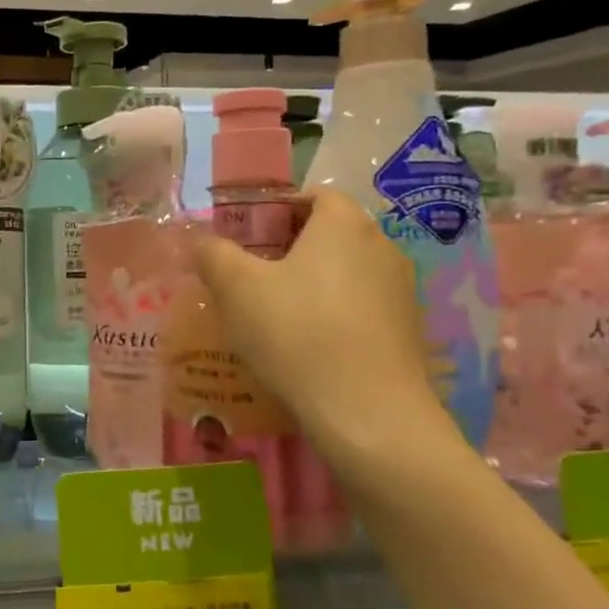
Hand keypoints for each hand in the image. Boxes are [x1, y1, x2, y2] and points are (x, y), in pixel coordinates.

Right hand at [192, 189, 445, 452]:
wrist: (367, 413)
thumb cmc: (296, 333)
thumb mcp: (235, 288)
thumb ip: (213, 254)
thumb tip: (201, 241)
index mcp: (344, 224)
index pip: (313, 195)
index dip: (275, 209)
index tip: (244, 236)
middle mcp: (382, 246)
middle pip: (329, 233)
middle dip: (288, 247)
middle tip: (248, 275)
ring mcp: (401, 290)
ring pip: (345, 272)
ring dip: (310, 283)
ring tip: (273, 314)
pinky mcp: (408, 330)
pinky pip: (360, 306)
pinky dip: (333, 314)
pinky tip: (306, 345)